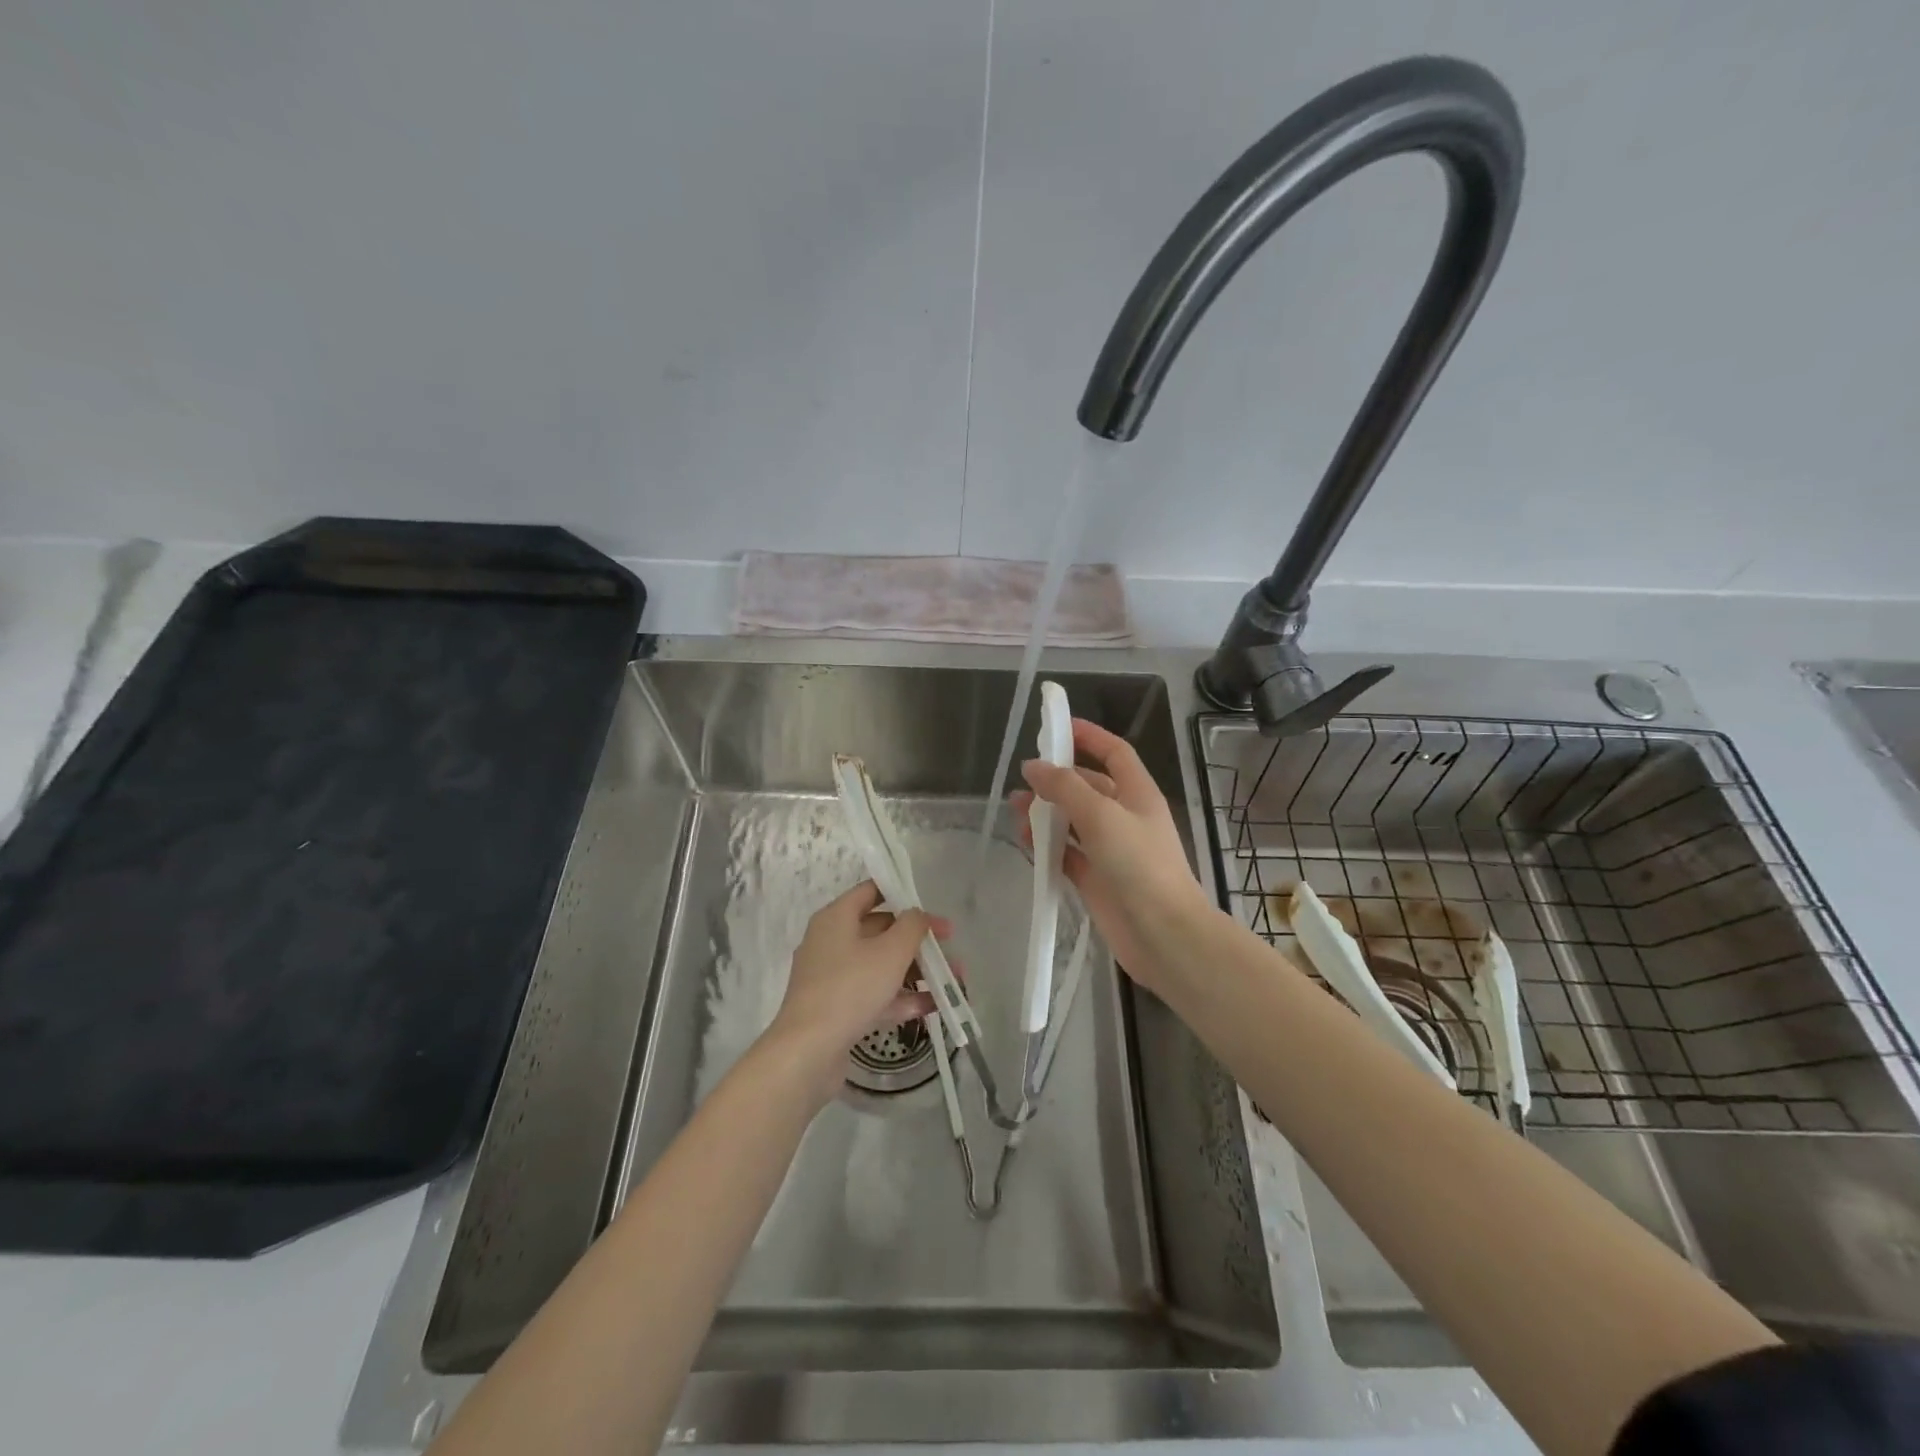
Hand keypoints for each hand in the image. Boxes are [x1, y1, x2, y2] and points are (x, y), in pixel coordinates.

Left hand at [767, 880, 949, 1100]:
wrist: (808, 1052)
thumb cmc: (851, 988)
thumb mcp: (891, 951)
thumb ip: (912, 926)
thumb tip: (917, 915)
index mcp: (836, 918)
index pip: (870, 891)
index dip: (902, 894)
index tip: (931, 907)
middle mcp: (831, 941)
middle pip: (880, 930)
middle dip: (918, 940)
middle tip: (950, 947)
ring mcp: (832, 977)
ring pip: (880, 965)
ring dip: (916, 971)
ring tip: (953, 981)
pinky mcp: (837, 1008)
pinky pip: (874, 994)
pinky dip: (901, 997)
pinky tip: (933, 1006)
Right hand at [1013, 718, 1215, 994]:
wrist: (1164, 935)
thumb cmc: (1140, 865)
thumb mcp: (1102, 816)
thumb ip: (1065, 788)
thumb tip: (1033, 767)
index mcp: (1137, 794)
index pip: (1114, 752)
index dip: (1089, 736)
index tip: (1057, 725)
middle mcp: (1125, 817)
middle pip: (1088, 787)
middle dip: (1056, 779)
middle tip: (1023, 780)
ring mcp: (1111, 850)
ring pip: (1073, 821)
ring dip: (1046, 813)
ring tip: (1016, 810)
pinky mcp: (1097, 879)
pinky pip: (1067, 854)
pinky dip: (1047, 847)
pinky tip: (1026, 843)